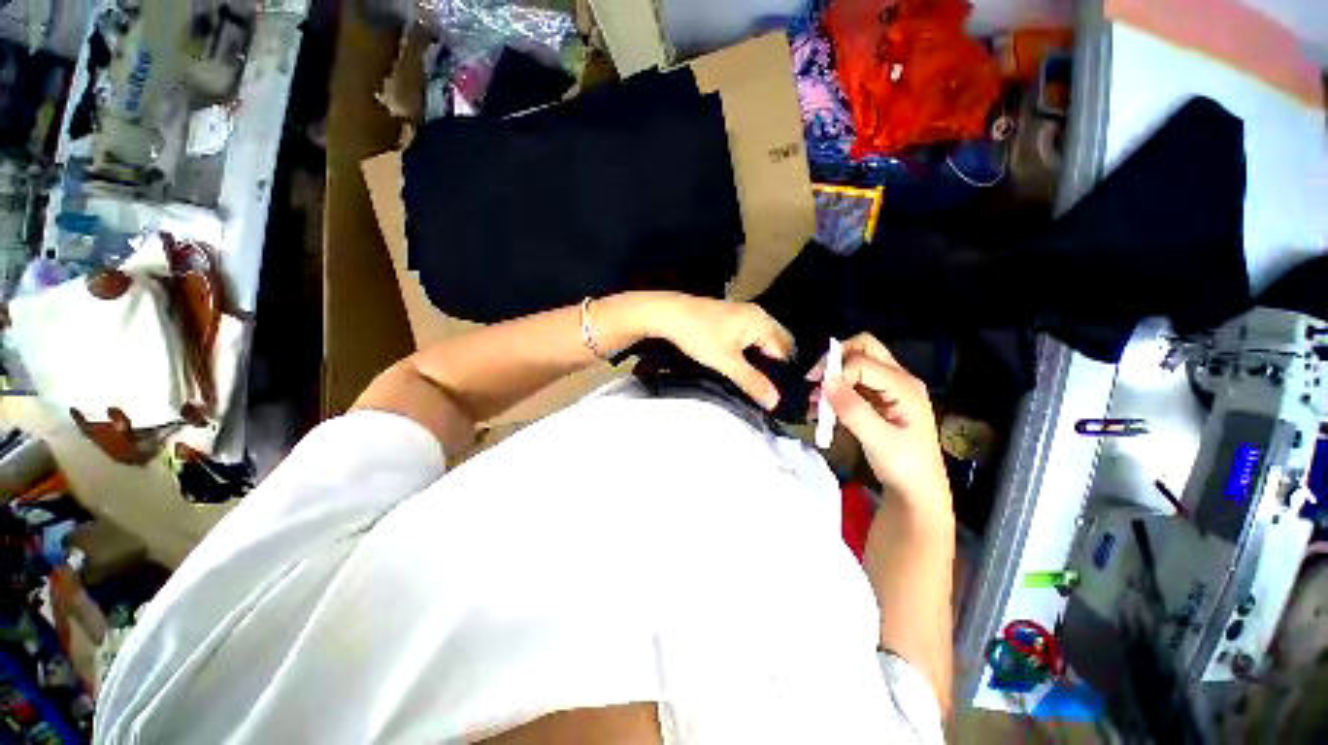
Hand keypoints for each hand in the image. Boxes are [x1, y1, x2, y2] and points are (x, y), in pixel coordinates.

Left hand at [632, 292, 793, 409]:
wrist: (667, 315)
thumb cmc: (696, 333)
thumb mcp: (725, 361)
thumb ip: (751, 381)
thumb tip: (773, 399)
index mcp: (760, 322)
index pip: (784, 352)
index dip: (782, 373)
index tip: (776, 392)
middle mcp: (756, 315)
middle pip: (777, 344)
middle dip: (774, 365)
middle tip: (767, 388)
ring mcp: (742, 315)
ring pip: (762, 341)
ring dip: (761, 359)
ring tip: (754, 379)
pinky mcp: (729, 319)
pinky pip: (749, 337)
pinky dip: (749, 351)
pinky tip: (740, 364)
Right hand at [809, 334, 950, 514]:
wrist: (918, 491)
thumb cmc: (904, 467)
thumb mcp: (878, 440)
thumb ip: (852, 409)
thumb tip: (825, 381)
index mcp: (904, 386)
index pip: (862, 361)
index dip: (836, 372)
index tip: (814, 391)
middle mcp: (899, 379)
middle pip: (864, 347)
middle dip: (835, 359)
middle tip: (814, 381)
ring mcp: (890, 387)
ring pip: (857, 362)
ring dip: (833, 375)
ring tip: (815, 400)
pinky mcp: (881, 398)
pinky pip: (854, 381)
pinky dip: (836, 388)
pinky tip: (822, 408)